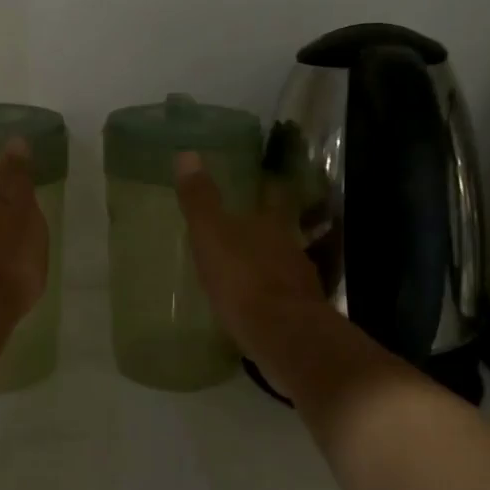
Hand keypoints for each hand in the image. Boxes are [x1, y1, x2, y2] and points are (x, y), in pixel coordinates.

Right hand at [174, 151, 330, 393]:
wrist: (284, 337)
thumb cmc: (244, 279)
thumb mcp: (211, 236)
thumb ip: (200, 200)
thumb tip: (187, 153)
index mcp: (273, 224)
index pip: (275, 196)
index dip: (270, 187)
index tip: (265, 181)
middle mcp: (292, 248)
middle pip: (282, 231)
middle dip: (267, 229)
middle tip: (247, 228)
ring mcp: (302, 283)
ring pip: (285, 265)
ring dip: (270, 265)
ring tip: (248, 269)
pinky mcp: (302, 315)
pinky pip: (284, 298)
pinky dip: (272, 298)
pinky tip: (258, 307)